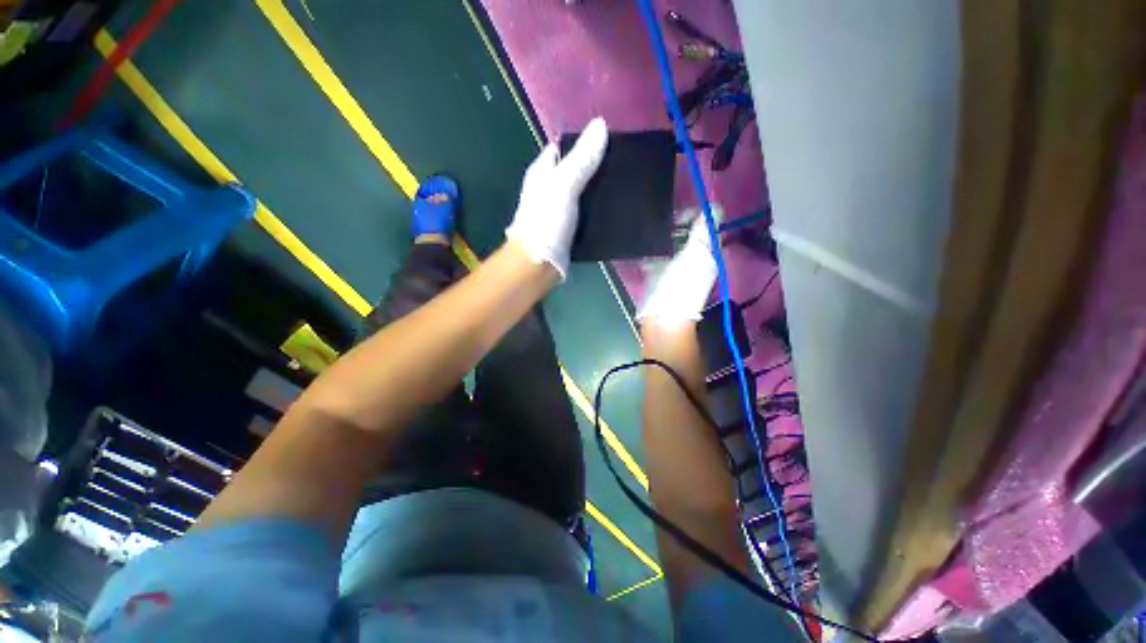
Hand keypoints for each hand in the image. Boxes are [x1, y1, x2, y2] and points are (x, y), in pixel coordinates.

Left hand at [505, 117, 608, 278]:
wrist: (540, 263)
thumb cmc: (546, 221)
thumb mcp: (564, 185)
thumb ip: (581, 159)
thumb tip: (600, 125)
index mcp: (542, 172)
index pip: (562, 148)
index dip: (582, 142)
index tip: (609, 142)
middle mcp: (548, 188)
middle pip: (574, 169)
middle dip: (594, 166)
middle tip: (620, 165)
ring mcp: (558, 209)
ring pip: (581, 192)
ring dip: (598, 189)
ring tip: (624, 183)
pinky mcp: (568, 227)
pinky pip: (585, 212)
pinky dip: (597, 209)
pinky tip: (614, 208)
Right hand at [637, 209, 720, 326]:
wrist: (662, 315)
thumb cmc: (681, 284)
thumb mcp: (695, 255)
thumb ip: (704, 231)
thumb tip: (717, 206)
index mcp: (708, 254)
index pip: (708, 228)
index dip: (699, 216)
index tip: (683, 212)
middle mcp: (694, 259)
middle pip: (689, 235)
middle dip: (679, 224)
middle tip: (665, 219)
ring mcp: (675, 267)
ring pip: (672, 244)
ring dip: (665, 235)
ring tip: (654, 227)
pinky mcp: (658, 274)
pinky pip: (657, 255)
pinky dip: (653, 248)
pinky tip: (645, 242)